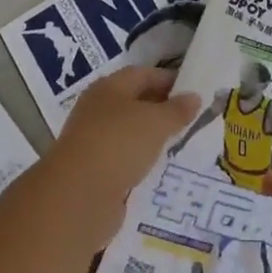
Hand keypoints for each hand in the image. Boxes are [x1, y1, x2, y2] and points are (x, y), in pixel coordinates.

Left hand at [47, 68, 200, 246]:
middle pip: (134, 102)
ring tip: (178, 143)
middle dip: (161, 108)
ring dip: (150, 137)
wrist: (77, 198)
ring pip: (129, 132)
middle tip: (189, 118)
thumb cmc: (118, 144)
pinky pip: (123, 159)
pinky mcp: (93, 172)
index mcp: (109, 87)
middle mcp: (98, 109)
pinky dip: (140, 161)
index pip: (143, 74)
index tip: (193, 91)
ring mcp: (93, 141)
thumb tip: (194, 96)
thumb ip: (177, 110)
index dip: (168, 80)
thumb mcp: (156, 122)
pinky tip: (157, 169)